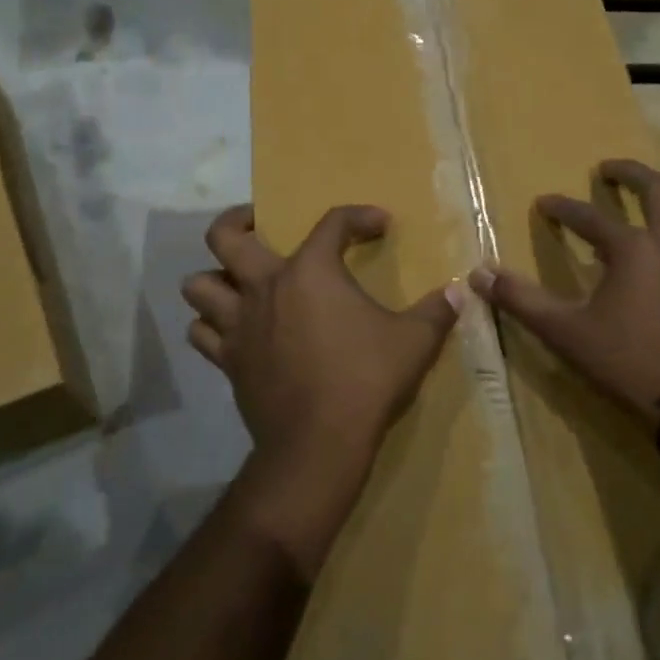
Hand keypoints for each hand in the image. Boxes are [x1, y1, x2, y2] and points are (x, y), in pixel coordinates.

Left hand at [183, 204, 460, 571]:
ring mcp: (239, 325)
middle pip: (224, 237)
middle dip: (237, 221)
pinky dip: (211, 326)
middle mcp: (265, 288)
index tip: (379, 225)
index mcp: (311, 271)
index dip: (358, 216)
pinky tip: (232, 331)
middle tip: (257, 225)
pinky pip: (202, 334)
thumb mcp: (415, 342)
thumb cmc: (367, 380)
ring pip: (199, 285)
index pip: (332, 223)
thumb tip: (460, 292)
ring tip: (238, 282)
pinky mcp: (229, 361)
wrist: (319, 443)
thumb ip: (437, 312)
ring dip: (214, 279)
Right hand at [468, 160, 659, 431]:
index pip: (589, 218)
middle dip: (629, 174)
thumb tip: (478, 274)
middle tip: (609, 169)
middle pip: (657, 191)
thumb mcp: (564, 331)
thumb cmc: (624, 362)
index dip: (562, 209)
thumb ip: (520, 299)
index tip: (544, 203)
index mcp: (632, 249)